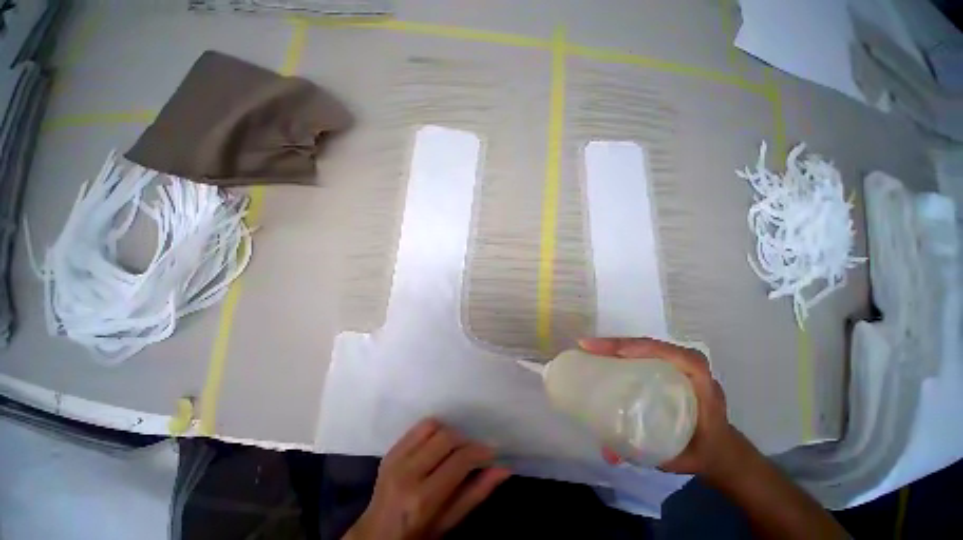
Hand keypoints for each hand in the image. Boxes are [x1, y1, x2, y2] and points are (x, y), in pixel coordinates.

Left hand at [344, 418, 510, 539]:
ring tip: (454, 448)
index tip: (491, 452)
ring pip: (433, 425)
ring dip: (449, 433)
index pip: (459, 460)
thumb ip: (476, 494)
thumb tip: (503, 469)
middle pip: (447, 437)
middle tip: (473, 452)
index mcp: (422, 499)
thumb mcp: (448, 522)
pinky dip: (434, 429)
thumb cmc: (417, 535)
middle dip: (465, 440)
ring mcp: (395, 458)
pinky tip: (438, 443)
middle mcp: (407, 473)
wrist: (377, 534)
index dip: (480, 452)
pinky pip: (418, 426)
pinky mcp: (391, 450)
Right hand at [579, 337, 746, 481]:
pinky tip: (604, 355)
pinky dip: (622, 350)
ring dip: (617, 344)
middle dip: (619, 343)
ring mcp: (678, 366)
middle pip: (653, 345)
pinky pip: (644, 352)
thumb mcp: (679, 459)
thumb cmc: (704, 452)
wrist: (721, 451)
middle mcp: (690, 369)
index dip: (644, 349)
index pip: (675, 356)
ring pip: (646, 346)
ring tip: (591, 347)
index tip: (612, 352)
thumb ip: (647, 456)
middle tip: (588, 346)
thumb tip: (607, 452)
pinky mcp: (667, 368)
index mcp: (702, 385)